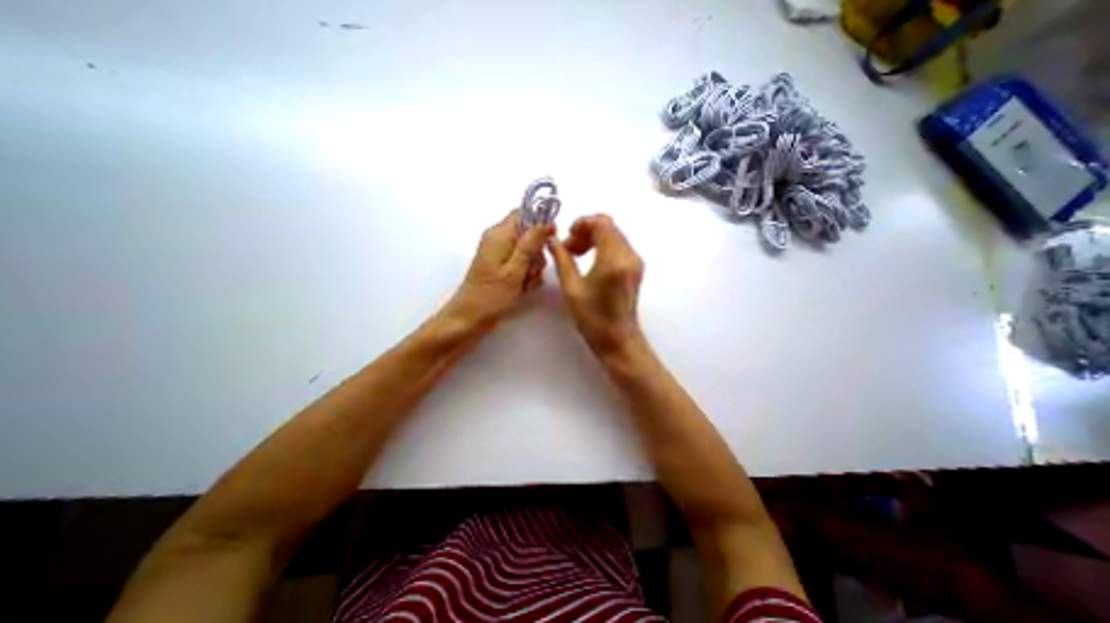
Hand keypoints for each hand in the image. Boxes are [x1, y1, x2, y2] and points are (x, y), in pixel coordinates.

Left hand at [443, 210, 554, 332]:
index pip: (523, 213)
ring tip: (525, 284)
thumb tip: (545, 223)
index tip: (549, 241)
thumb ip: (530, 245)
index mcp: (499, 235)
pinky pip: (522, 266)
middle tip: (532, 271)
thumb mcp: (514, 270)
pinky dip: (527, 276)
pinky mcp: (502, 270)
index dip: (540, 223)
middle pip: (529, 235)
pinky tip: (523, 289)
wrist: (468, 320)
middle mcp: (499, 241)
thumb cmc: (490, 296)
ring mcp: (501, 256)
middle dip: (537, 253)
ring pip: (528, 253)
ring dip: (533, 268)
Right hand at [551, 214, 645, 352]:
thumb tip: (552, 241)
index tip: (567, 236)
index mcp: (614, 260)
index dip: (582, 223)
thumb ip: (562, 259)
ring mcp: (635, 261)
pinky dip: (602, 246)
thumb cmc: (593, 319)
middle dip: (586, 231)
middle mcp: (630, 256)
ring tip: (575, 255)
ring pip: (614, 235)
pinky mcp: (635, 268)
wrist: (618, 340)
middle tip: (568, 248)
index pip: (602, 223)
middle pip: (609, 227)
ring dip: (593, 238)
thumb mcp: (572, 288)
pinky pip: (618, 246)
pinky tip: (589, 260)